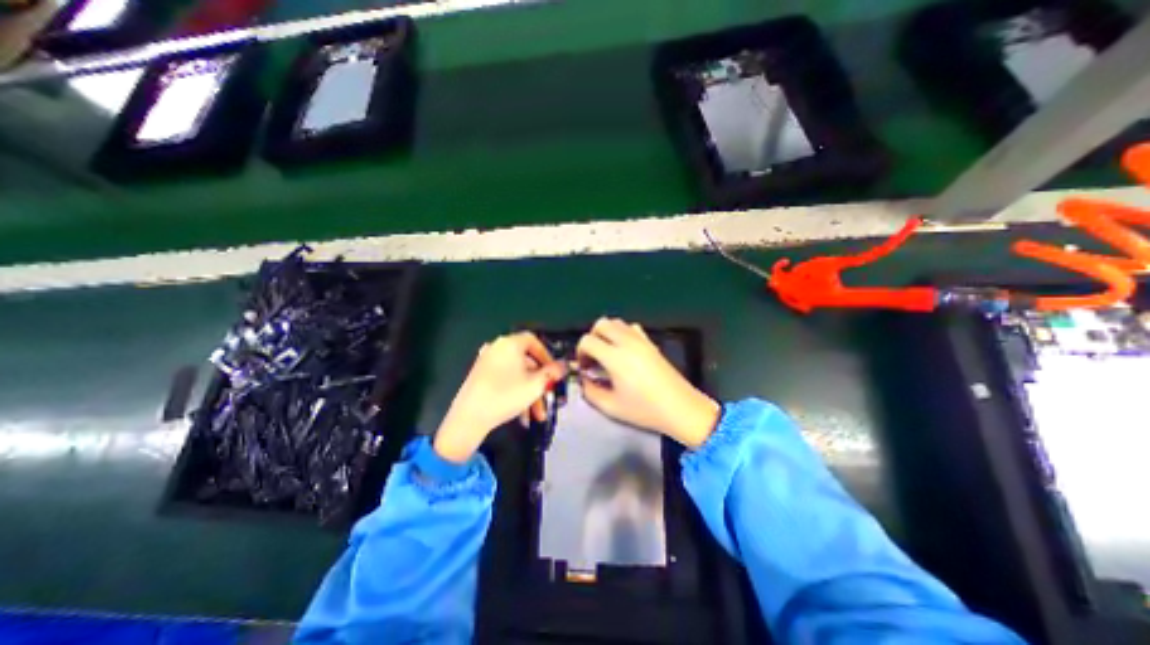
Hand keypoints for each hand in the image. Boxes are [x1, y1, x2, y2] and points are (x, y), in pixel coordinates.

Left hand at [433, 332, 567, 462]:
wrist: (469, 417)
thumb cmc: (506, 395)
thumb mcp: (536, 384)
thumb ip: (552, 372)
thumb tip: (563, 365)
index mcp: (509, 343)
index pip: (533, 340)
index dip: (547, 355)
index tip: (554, 371)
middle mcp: (497, 348)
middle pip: (526, 362)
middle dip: (540, 382)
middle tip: (549, 397)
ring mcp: (486, 362)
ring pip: (516, 374)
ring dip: (530, 393)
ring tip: (537, 415)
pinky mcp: (479, 376)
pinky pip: (504, 379)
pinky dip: (515, 392)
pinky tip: (522, 414)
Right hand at [574, 317, 714, 446]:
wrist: (681, 409)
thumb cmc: (645, 410)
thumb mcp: (611, 407)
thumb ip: (590, 392)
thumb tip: (584, 380)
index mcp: (616, 358)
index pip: (588, 341)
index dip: (580, 352)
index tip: (584, 367)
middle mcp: (627, 342)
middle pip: (601, 324)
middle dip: (592, 338)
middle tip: (593, 357)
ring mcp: (641, 340)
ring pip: (616, 322)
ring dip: (606, 334)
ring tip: (607, 354)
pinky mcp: (651, 343)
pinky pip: (631, 328)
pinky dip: (622, 333)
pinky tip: (624, 352)